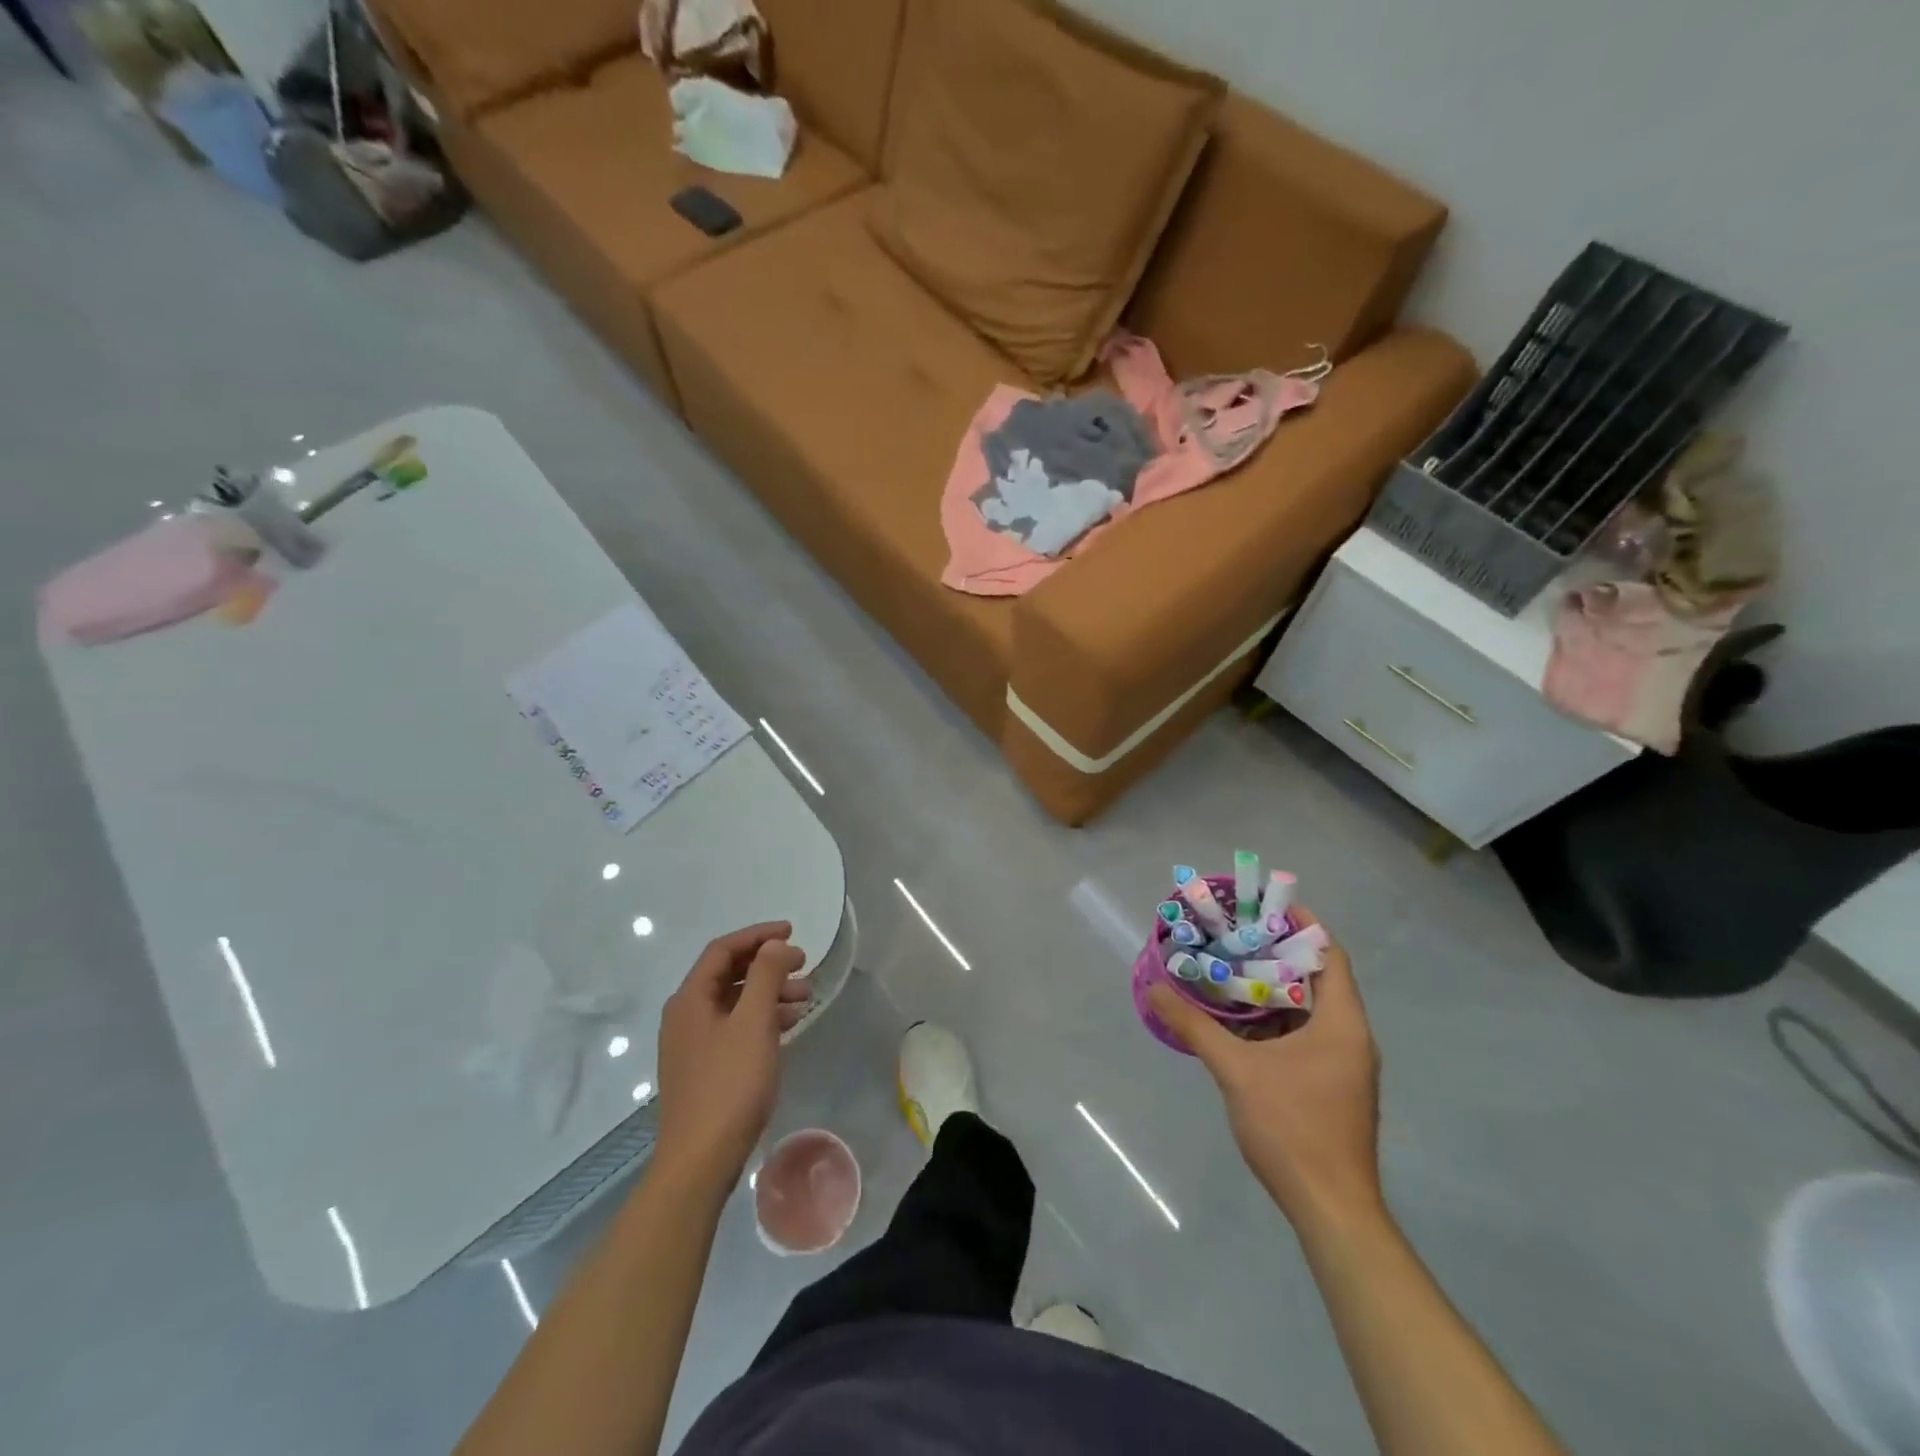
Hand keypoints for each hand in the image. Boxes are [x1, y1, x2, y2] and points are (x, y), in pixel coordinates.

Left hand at [653, 922, 811, 1185]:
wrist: (700, 1161)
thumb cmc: (729, 1085)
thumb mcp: (754, 1023)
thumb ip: (765, 976)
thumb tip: (775, 945)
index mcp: (690, 998)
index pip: (723, 949)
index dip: (758, 935)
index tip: (793, 933)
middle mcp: (686, 1015)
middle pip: (728, 974)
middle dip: (768, 965)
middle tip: (804, 965)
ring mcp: (693, 1044)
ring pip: (734, 1002)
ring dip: (769, 992)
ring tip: (805, 998)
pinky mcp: (704, 1068)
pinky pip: (735, 1027)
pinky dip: (762, 1018)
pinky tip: (788, 1025)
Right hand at [1148, 909, 1381, 1232]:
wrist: (1331, 1209)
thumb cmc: (1292, 1128)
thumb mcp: (1236, 1071)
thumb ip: (1195, 1026)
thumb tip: (1154, 989)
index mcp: (1342, 1024)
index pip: (1329, 955)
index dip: (1302, 926)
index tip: (1264, 906)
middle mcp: (1351, 1038)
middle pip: (1319, 979)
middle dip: (1277, 954)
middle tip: (1235, 935)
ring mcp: (1345, 1065)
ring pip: (1311, 1010)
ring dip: (1275, 989)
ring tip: (1232, 968)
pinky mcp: (1334, 1086)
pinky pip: (1307, 1035)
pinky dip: (1277, 1020)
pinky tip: (1241, 1021)